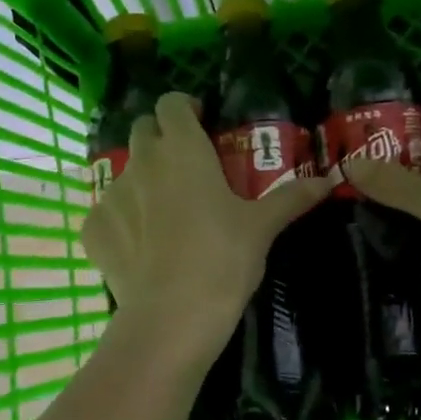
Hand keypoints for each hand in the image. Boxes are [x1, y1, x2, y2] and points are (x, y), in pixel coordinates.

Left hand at [81, 93, 332, 360]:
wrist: (172, 316)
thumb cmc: (223, 259)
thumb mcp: (262, 228)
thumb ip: (291, 198)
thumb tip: (326, 182)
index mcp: (182, 149)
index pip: (171, 103)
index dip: (185, 109)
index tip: (201, 125)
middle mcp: (142, 162)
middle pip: (143, 130)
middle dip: (161, 139)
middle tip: (186, 167)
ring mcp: (112, 195)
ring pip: (125, 173)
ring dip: (143, 181)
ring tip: (165, 214)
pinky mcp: (94, 229)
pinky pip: (106, 213)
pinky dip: (121, 221)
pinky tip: (140, 246)